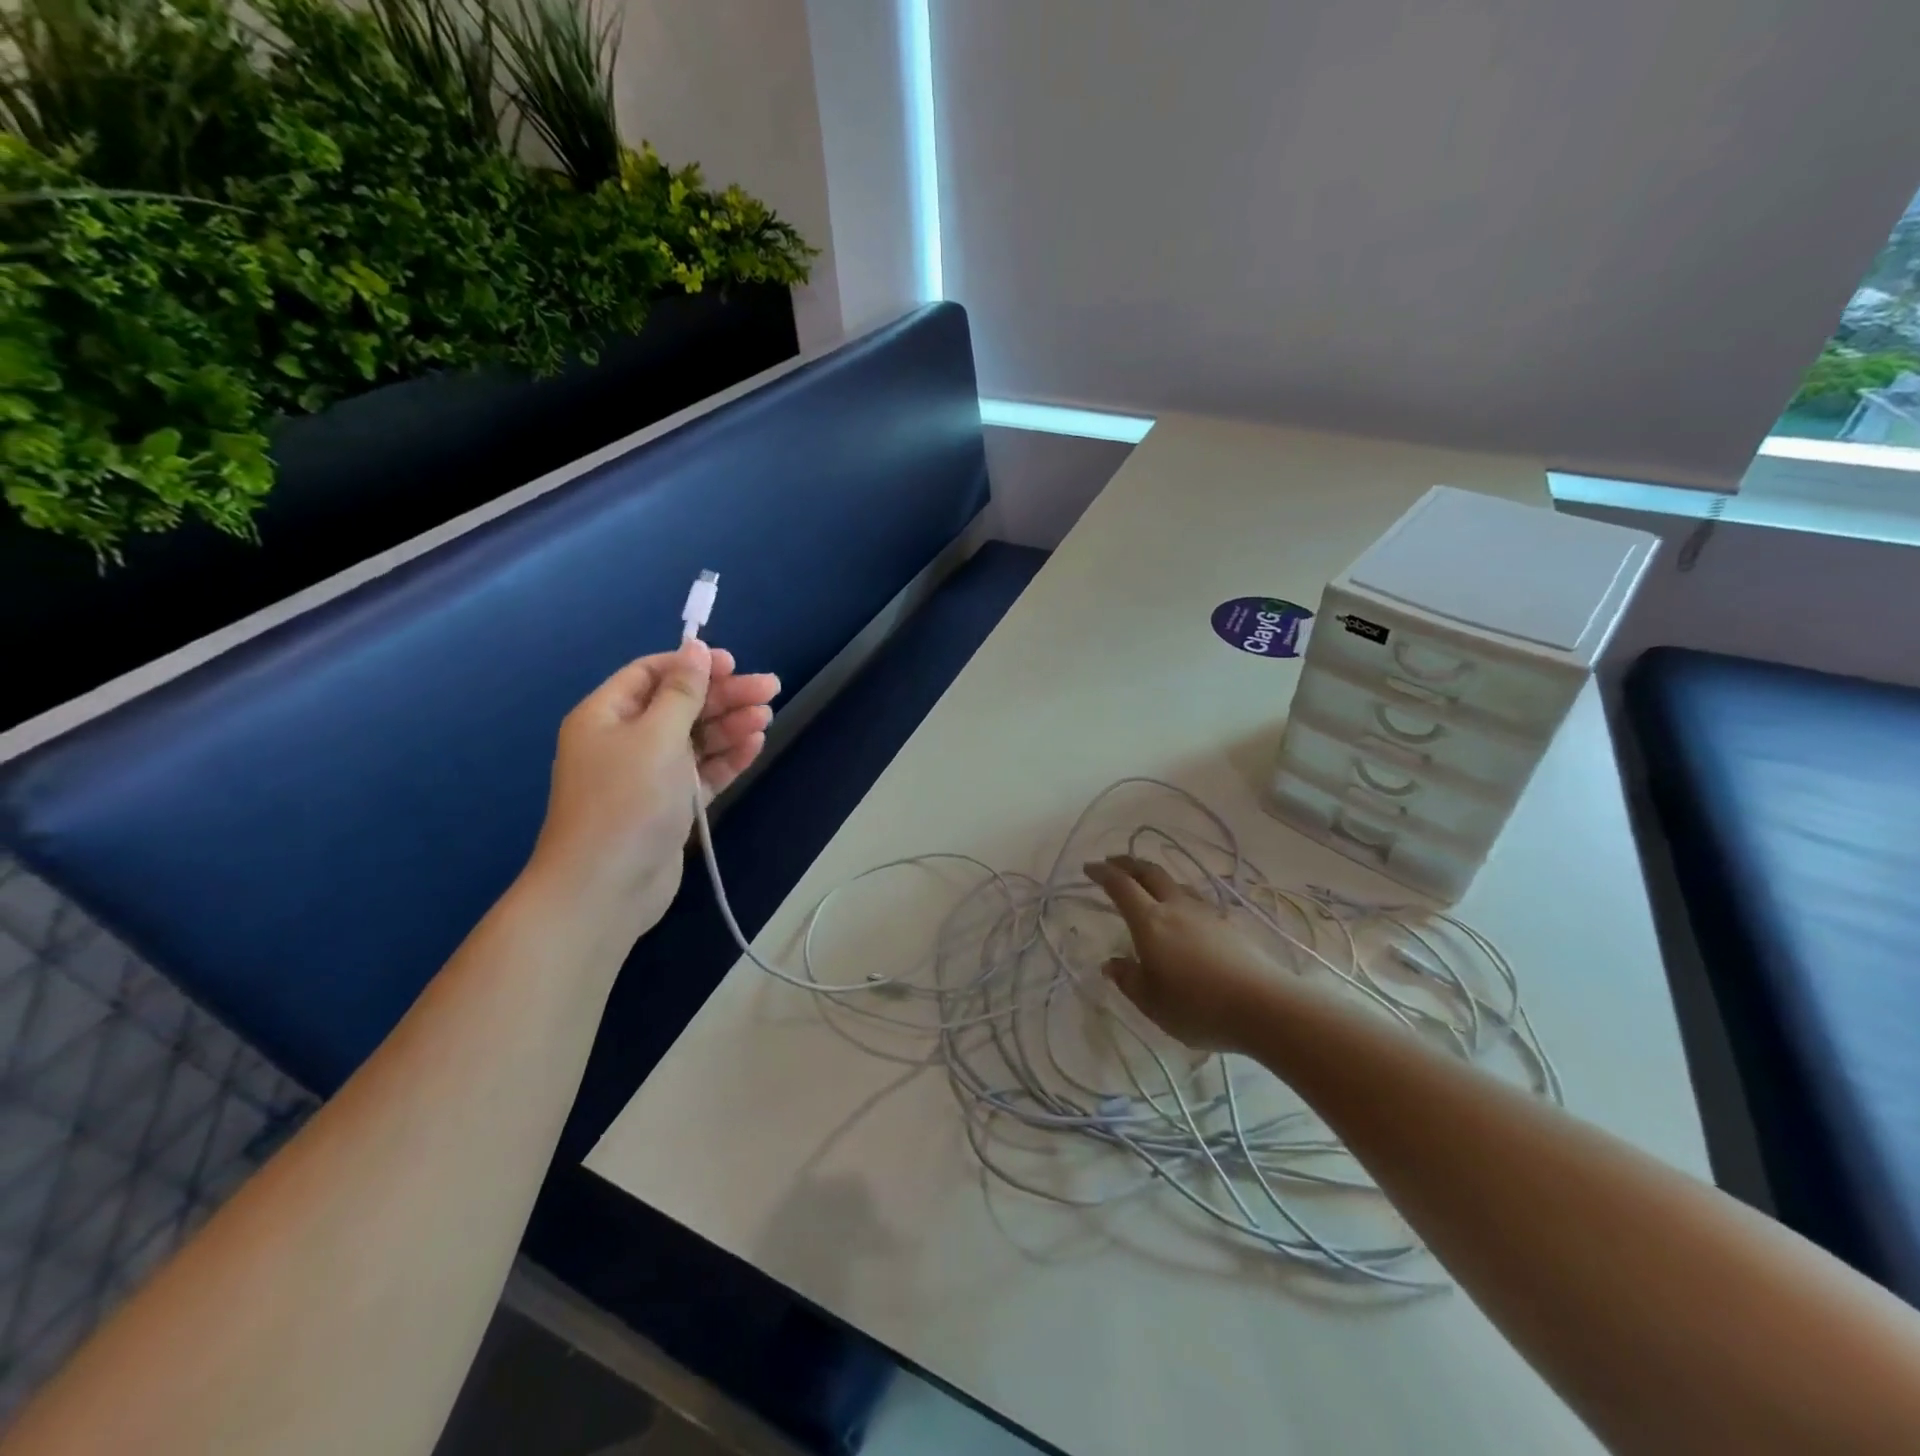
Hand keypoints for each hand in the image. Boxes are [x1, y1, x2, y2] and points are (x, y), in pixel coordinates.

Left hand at [529, 641, 778, 933]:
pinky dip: (726, 758)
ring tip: (767, 717)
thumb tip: (694, 648)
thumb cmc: (627, 801)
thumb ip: (682, 692)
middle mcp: (625, 740)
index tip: (734, 663)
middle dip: (724, 695)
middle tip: (771, 688)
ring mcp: (648, 775)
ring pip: (695, 739)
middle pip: (680, 705)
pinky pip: (701, 772)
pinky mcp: (669, 805)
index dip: (692, 665)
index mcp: (606, 715)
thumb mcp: (657, 736)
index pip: (651, 674)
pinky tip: (754, 745)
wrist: (606, 888)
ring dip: (730, 725)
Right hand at [1085, 855, 1293, 1054]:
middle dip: (1128, 864)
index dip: (1103, 873)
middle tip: (1113, 862)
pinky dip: (1180, 898)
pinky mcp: (1230, 926)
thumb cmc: (1198, 1006)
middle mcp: (1177, 908)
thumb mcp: (1151, 1002)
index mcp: (1150, 922)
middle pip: (1150, 873)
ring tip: (1149, 885)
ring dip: (1156, 878)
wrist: (1264, 1007)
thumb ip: (1128, 980)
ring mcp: (1207, 914)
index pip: (1121, 886)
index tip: (1089, 867)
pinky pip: (1197, 901)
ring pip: (1176, 884)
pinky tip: (1185, 914)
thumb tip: (1112, 964)